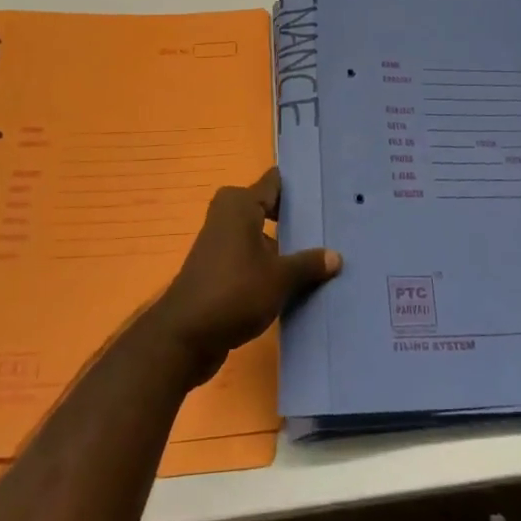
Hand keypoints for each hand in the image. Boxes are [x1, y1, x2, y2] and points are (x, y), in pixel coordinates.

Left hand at [149, 169, 341, 383]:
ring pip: (262, 236)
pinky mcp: (219, 269)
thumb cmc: (234, 292)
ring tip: (323, 255)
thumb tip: (336, 256)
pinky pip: (252, 258)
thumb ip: (308, 264)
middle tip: (332, 226)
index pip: (274, 182)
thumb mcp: (279, 278)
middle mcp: (228, 215)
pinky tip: (297, 281)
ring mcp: (221, 243)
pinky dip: (271, 265)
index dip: (300, 187)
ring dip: (285, 246)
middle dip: (297, 218)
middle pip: (270, 208)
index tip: (328, 193)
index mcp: (240, 204)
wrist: (184, 338)